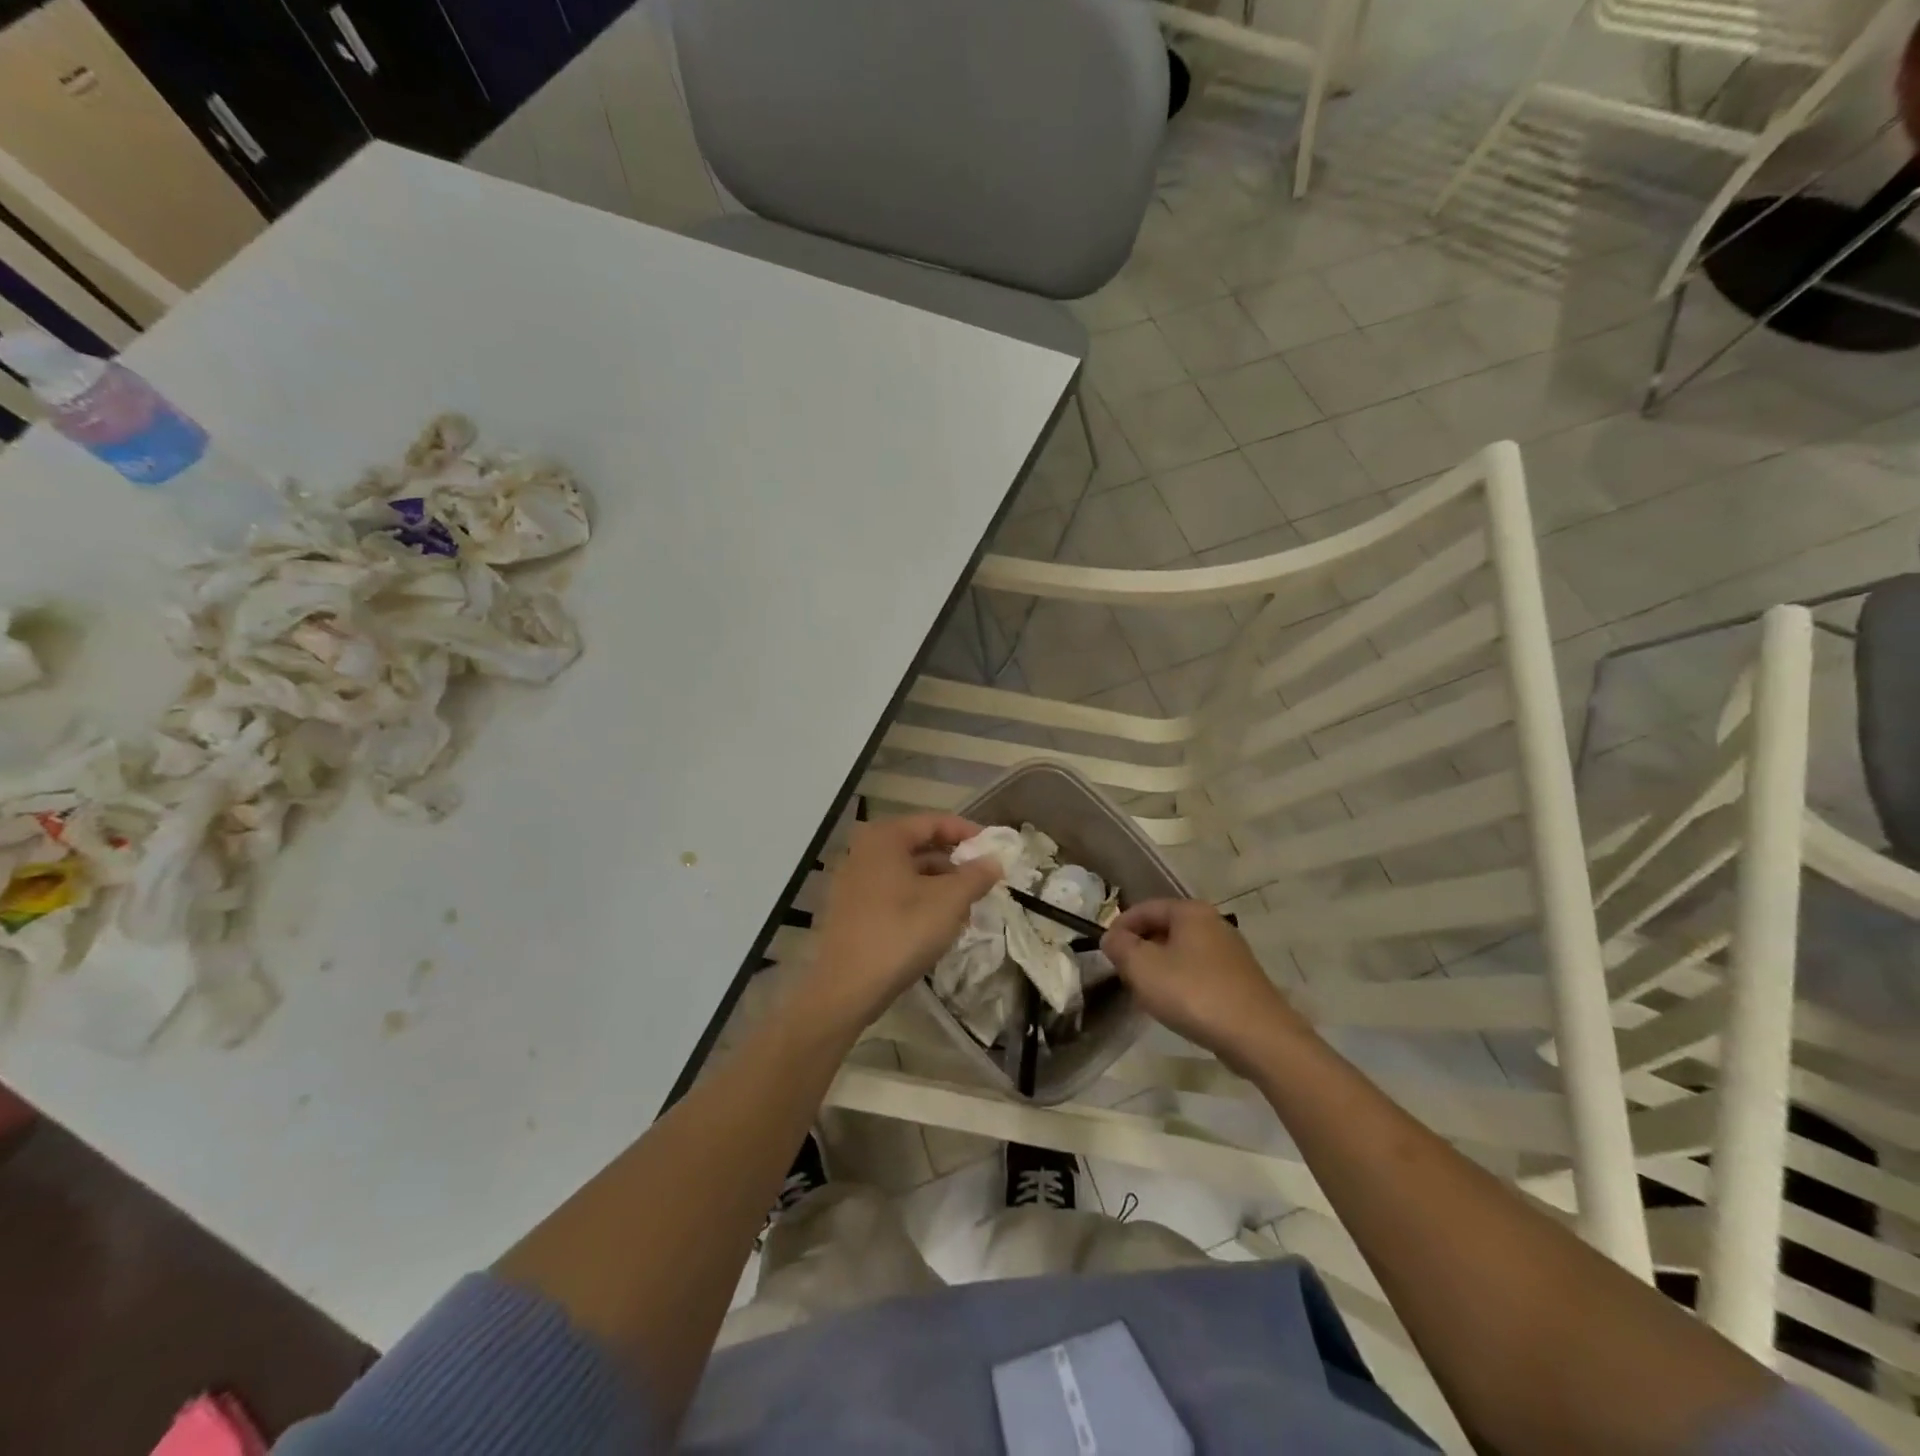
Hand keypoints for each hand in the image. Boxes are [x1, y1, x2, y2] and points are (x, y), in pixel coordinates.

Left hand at [804, 813, 1001, 1033]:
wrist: (846, 988)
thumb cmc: (901, 932)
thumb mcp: (949, 902)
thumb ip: (976, 876)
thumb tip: (994, 861)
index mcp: (885, 838)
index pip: (934, 821)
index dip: (968, 832)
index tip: (994, 849)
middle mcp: (864, 850)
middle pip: (919, 845)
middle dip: (955, 863)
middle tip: (983, 881)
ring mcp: (853, 880)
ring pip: (907, 871)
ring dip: (940, 884)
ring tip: (966, 908)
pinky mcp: (851, 908)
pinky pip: (893, 892)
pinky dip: (919, 899)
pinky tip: (938, 924)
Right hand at [1101, 899, 1310, 1070]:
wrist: (1258, 1037)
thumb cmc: (1194, 993)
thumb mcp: (1143, 968)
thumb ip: (1120, 947)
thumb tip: (1112, 937)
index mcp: (1190, 911)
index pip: (1144, 908)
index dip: (1120, 927)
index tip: (1106, 952)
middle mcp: (1213, 923)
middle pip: (1164, 929)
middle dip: (1140, 949)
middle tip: (1124, 974)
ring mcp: (1231, 952)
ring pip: (1181, 952)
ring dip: (1159, 968)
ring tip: (1146, 994)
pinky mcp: (1240, 980)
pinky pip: (1199, 972)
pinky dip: (1181, 982)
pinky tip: (1176, 1006)